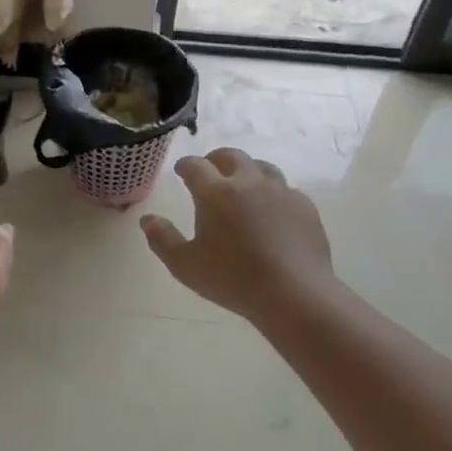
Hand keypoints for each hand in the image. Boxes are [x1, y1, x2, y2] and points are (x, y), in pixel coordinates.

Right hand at [140, 148, 338, 326]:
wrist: (295, 294)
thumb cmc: (233, 279)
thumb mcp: (185, 265)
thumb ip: (162, 239)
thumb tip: (147, 219)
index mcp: (216, 192)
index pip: (195, 166)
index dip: (184, 165)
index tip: (180, 171)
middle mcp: (248, 182)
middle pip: (230, 156)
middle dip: (215, 159)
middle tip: (209, 171)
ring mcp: (281, 192)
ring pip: (261, 167)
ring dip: (246, 170)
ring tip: (241, 185)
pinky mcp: (304, 206)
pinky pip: (285, 189)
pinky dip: (272, 192)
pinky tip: (270, 210)